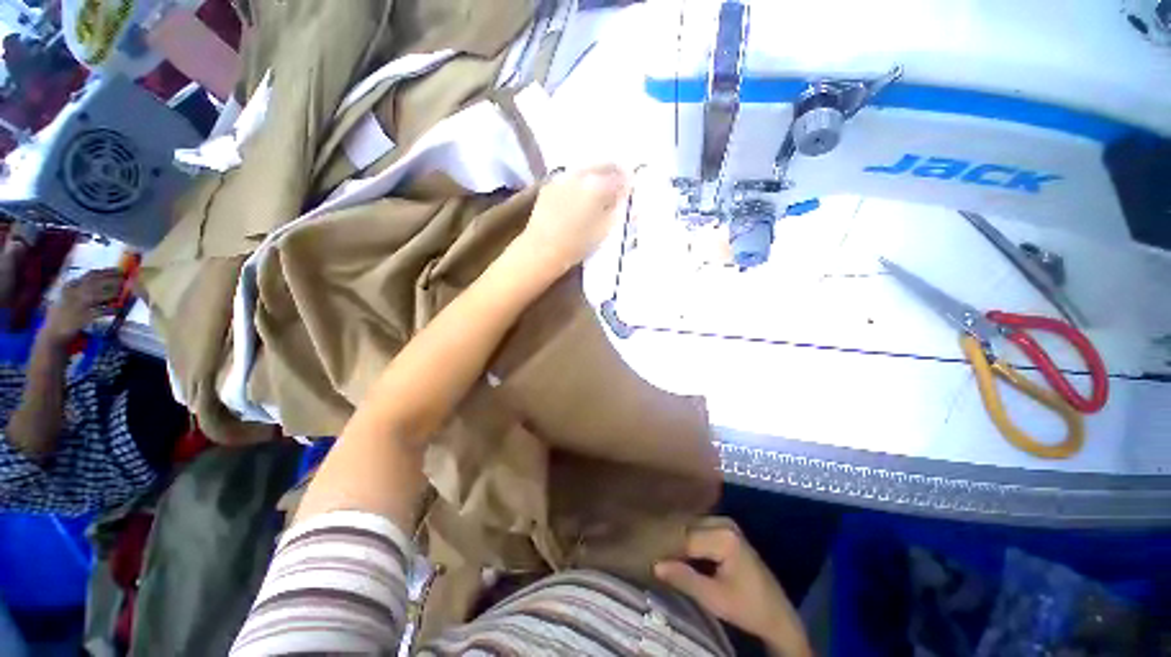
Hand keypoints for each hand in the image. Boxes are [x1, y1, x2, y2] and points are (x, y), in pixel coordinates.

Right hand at [43, 269, 122, 345]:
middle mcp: (72, 293)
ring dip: (112, 293)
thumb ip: (81, 288)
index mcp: (70, 287)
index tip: (119, 270)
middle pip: (95, 282)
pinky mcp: (81, 317)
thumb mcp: (70, 297)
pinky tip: (118, 309)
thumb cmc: (63, 314)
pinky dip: (110, 310)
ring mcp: (76, 305)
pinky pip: (99, 312)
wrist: (53, 333)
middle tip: (125, 279)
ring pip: (97, 294)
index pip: (90, 275)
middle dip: (112, 279)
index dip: (106, 272)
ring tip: (123, 292)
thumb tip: (104, 282)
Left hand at [517, 163, 629, 275]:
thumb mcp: (604, 231)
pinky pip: (570, 178)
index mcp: (597, 185)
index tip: (631, 189)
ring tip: (600, 191)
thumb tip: (626, 197)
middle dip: (613, 173)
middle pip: (602, 166)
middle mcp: (580, 175)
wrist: (540, 251)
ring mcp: (562, 178)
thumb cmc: (576, 245)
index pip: (620, 176)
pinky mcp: (549, 185)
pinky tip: (580, 196)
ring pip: (586, 170)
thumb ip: (618, 210)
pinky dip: (580, 183)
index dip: (628, 183)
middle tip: (619, 186)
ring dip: (596, 176)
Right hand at [655, 518, 811, 656]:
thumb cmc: (747, 608)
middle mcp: (724, 523)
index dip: (667, 549)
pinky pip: (700, 529)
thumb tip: (655, 565)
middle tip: (651, 550)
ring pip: (692, 527)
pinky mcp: (726, 530)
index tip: (648, 556)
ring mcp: (726, 524)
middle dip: (671, 541)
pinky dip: (688, 539)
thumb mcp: (714, 599)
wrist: (776, 615)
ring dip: (678, 539)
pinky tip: (676, 549)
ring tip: (660, 549)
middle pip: (688, 528)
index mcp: (724, 537)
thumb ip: (685, 579)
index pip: (686, 538)